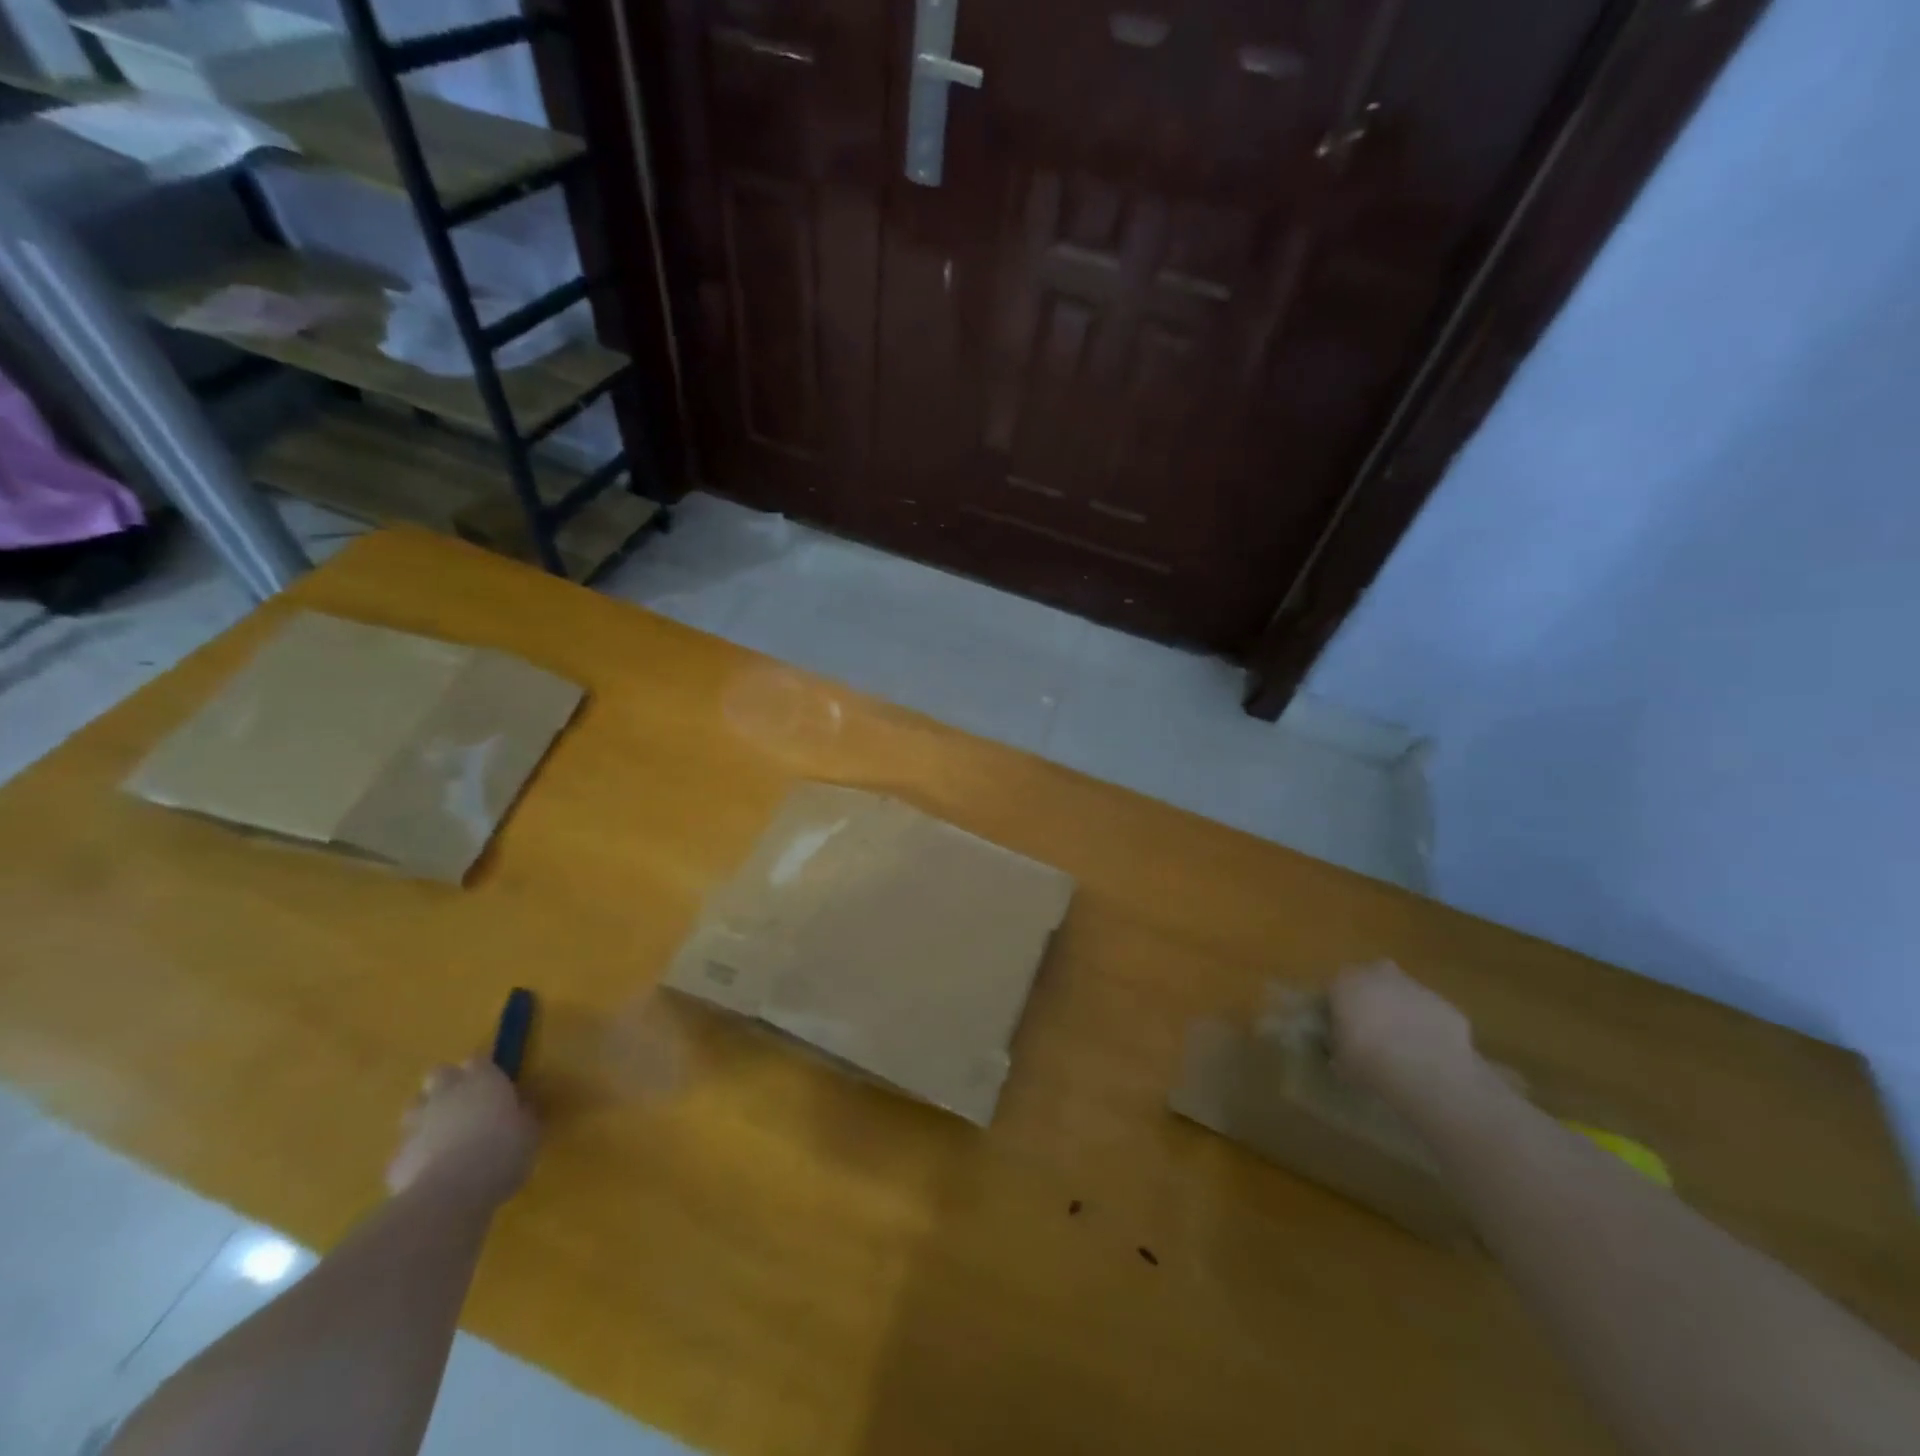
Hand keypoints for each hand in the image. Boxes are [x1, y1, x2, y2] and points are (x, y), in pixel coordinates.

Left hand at [386, 1058, 538, 1208]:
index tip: (491, 1083)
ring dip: (425, 1115)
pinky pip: (405, 1149)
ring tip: (442, 1135)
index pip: (478, 1060)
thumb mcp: (529, 1132)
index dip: (482, 1070)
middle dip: (446, 1084)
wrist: (451, 1194)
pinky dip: (415, 1154)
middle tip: (462, 1103)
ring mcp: (416, 1124)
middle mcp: (447, 1093)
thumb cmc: (502, 1152)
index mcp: (483, 1080)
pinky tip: (428, 1171)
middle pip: (439, 1074)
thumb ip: (522, 1116)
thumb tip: (521, 1110)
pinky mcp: (395, 1158)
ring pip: (415, 1107)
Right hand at [1328, 961, 1488, 1109]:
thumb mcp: (1338, 1060)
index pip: (1333, 990)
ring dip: (1401, 1014)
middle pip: (1370, 983)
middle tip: (1371, 1034)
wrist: (1428, 1075)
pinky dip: (1428, 1029)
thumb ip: (1337, 1045)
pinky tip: (1429, 1057)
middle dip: (1370, 1002)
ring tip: (1403, 1050)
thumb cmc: (1368, 1061)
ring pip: (1402, 996)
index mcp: (1344, 981)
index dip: (1336, 1012)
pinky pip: (1429, 1014)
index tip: (1339, 1033)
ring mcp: (1416, 987)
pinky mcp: (1447, 1005)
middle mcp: (1378, 974)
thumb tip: (1341, 1046)